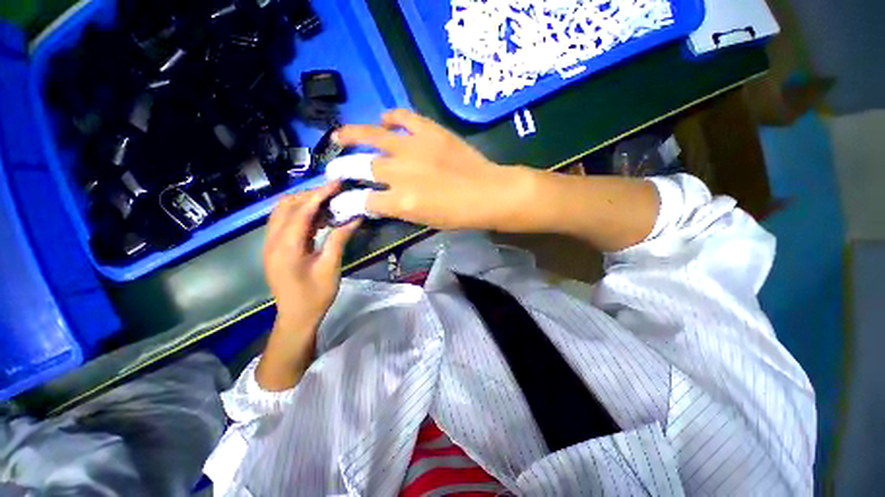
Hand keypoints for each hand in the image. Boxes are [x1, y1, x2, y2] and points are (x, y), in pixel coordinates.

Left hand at [257, 183, 359, 390]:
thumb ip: (339, 239)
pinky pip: (283, 223)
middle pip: (286, 206)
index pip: (301, 211)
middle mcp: (272, 241)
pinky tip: (318, 220)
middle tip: (334, 195)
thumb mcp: (330, 267)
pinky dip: (300, 215)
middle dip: (310, 196)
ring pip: (282, 212)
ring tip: (328, 206)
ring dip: (304, 204)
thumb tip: (354, 218)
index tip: (336, 183)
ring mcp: (270, 245)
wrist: (296, 317)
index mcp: (286, 247)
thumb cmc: (315, 295)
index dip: (319, 194)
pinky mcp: (274, 248)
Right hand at [335, 109, 533, 230]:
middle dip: (342, 168)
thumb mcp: (424, 220)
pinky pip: (403, 115)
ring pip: (373, 135)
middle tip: (334, 168)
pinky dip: (391, 117)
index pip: (363, 200)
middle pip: (361, 166)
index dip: (347, 201)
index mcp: (402, 201)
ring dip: (352, 134)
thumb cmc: (458, 215)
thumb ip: (398, 209)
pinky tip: (385, 120)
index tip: (340, 200)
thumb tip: (379, 200)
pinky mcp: (429, 130)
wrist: (487, 193)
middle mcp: (401, 172)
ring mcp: (414, 147)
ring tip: (339, 135)